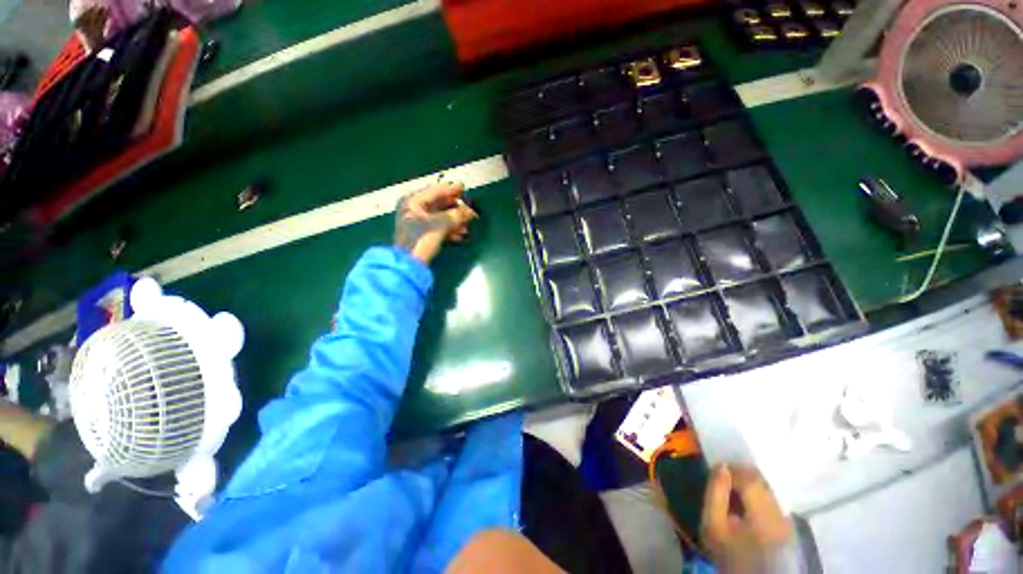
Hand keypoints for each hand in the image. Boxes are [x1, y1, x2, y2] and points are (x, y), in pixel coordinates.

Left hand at [394, 180, 477, 263]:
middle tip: (469, 209)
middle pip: (438, 204)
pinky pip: (438, 227)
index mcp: (413, 201)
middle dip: (455, 208)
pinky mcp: (421, 234)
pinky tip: (459, 235)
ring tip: (466, 226)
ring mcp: (416, 222)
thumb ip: (457, 215)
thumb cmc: (421, 239)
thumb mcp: (440, 224)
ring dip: (454, 221)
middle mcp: (413, 209)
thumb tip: (471, 211)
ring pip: (439, 216)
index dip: (451, 190)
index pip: (436, 191)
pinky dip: (449, 230)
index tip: (464, 188)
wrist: (408, 264)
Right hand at [700, 464, 791, 572]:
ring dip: (749, 483)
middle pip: (762, 482)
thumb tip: (721, 466)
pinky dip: (757, 493)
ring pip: (767, 488)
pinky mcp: (786, 524)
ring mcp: (786, 520)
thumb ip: (715, 493)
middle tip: (724, 476)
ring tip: (733, 488)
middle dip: (741, 474)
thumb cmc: (727, 551)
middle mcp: (780, 515)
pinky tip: (745, 501)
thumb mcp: (713, 524)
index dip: (734, 469)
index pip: (751, 480)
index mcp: (763, 516)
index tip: (718, 469)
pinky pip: (771, 498)